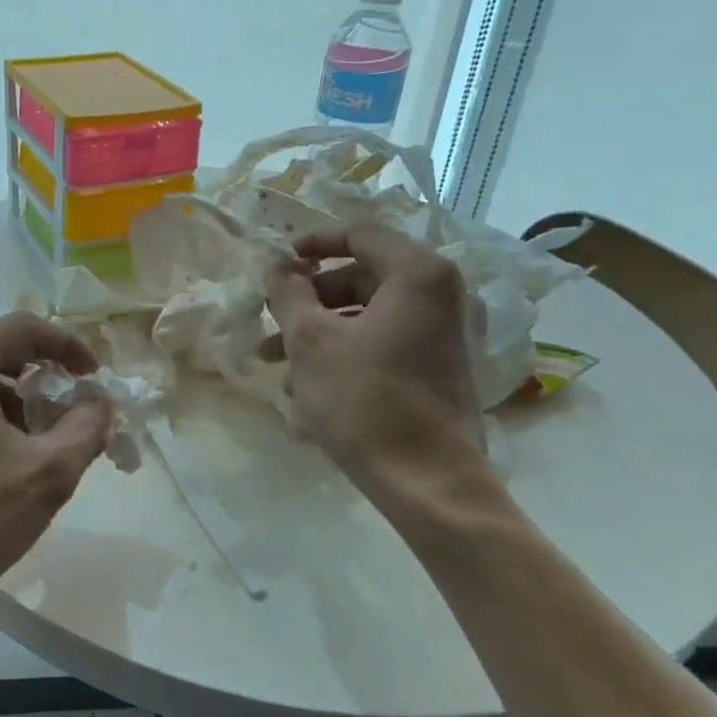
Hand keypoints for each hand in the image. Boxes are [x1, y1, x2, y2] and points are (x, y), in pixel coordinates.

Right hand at [263, 224, 488, 491]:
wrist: (428, 482)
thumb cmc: (365, 399)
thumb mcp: (312, 341)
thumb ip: (289, 292)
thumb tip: (277, 263)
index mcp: (419, 275)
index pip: (360, 234)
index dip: (313, 243)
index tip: (278, 264)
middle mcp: (442, 296)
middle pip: (363, 276)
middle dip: (309, 298)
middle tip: (271, 322)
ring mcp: (445, 336)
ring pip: (369, 315)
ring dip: (320, 330)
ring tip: (277, 364)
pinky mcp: (440, 370)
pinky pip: (385, 343)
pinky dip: (346, 352)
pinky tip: (308, 388)